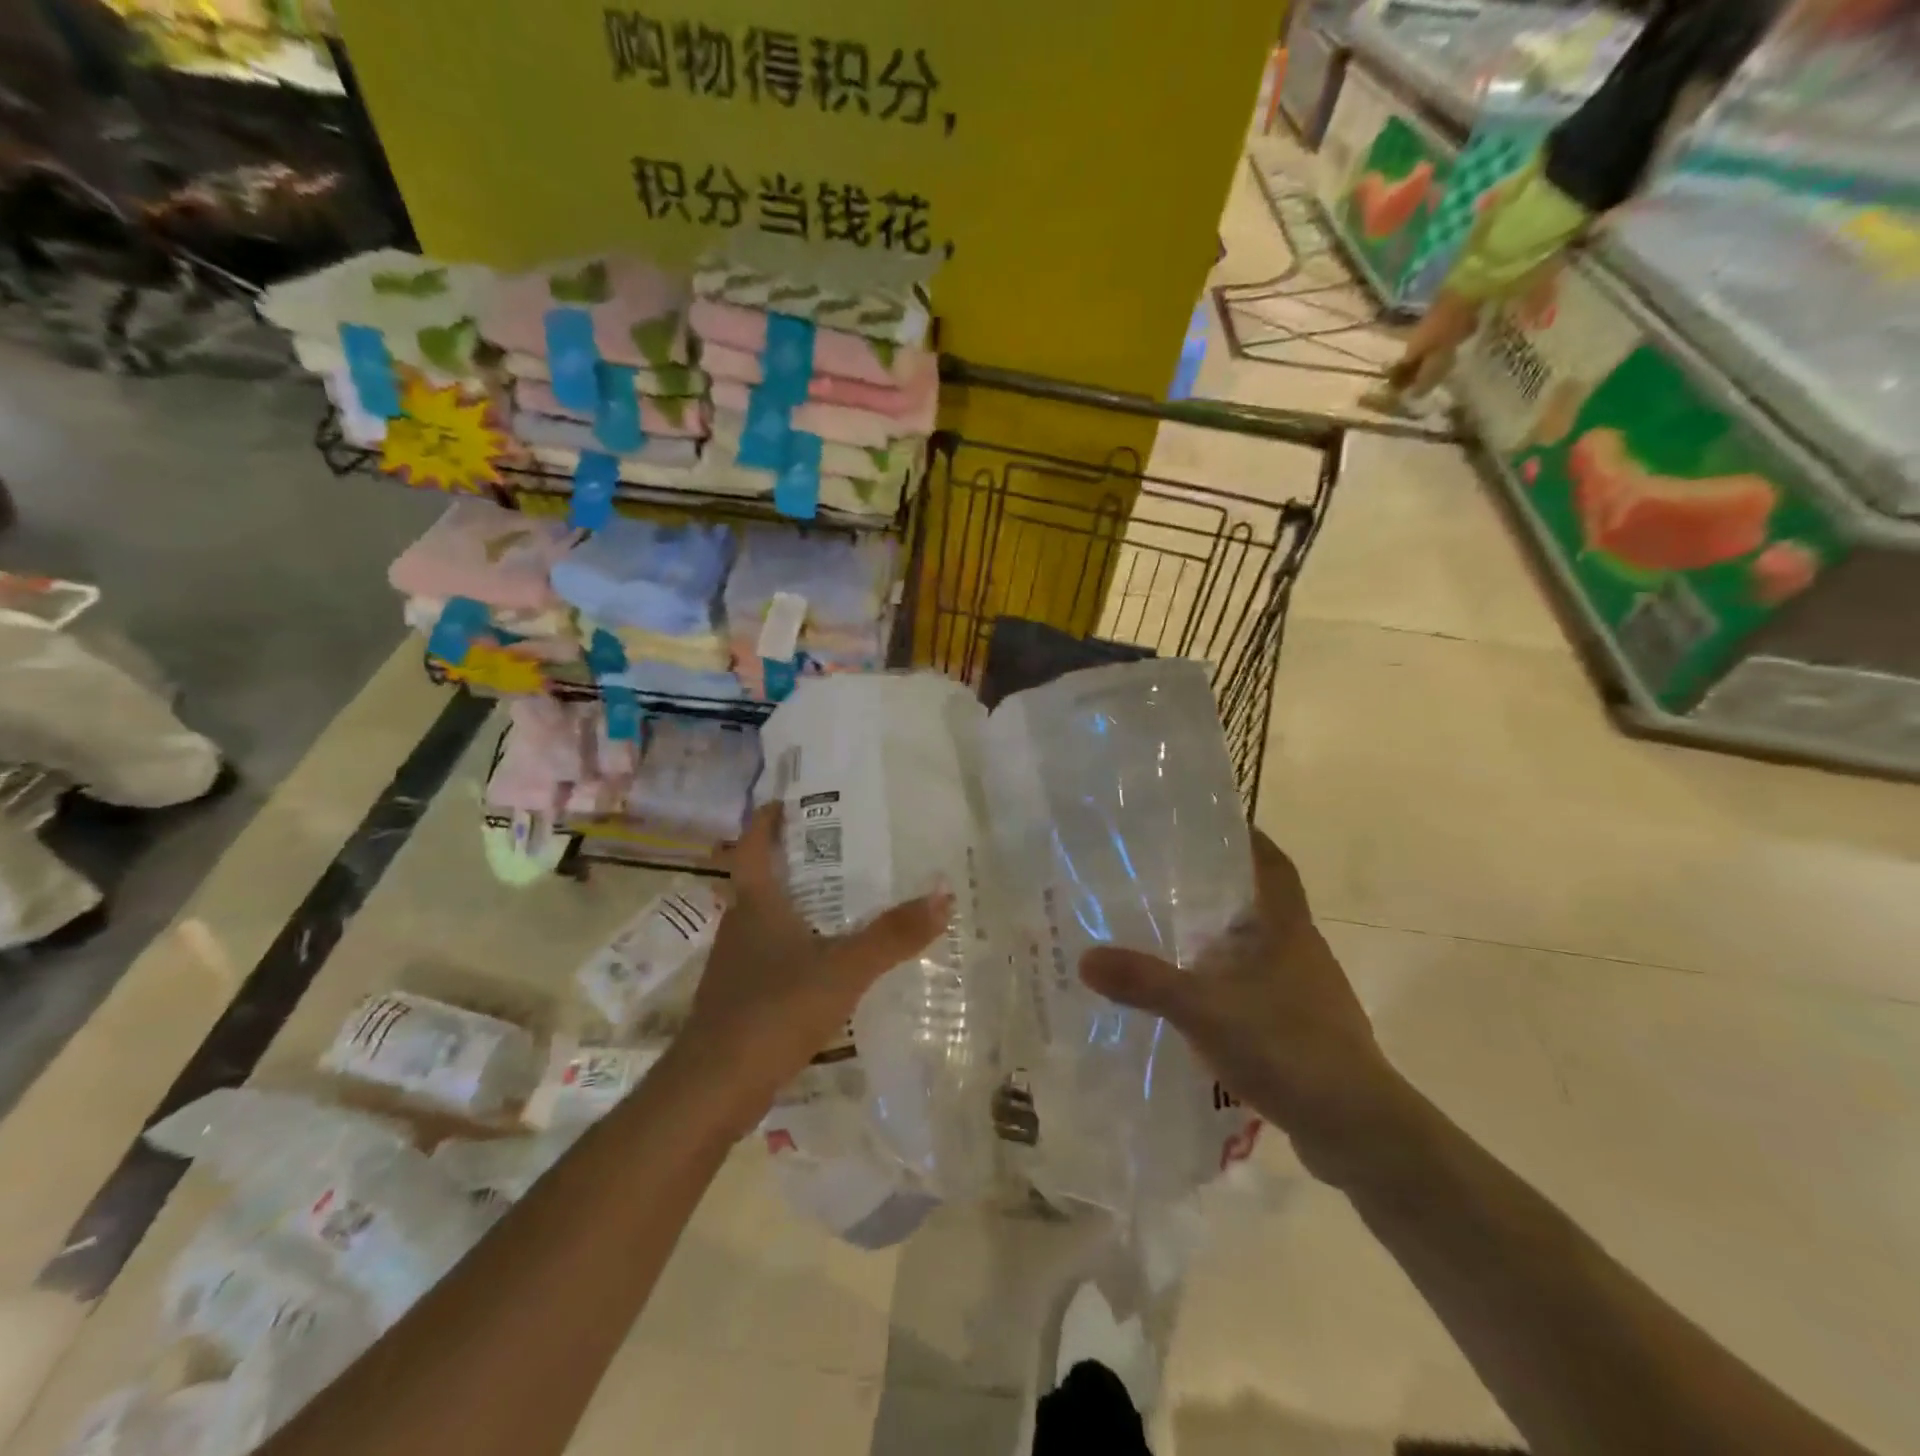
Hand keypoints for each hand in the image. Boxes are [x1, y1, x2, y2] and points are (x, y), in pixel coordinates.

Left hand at [676, 802, 951, 1131]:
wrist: (712, 1090)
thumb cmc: (773, 1011)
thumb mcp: (843, 969)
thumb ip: (893, 935)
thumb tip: (944, 895)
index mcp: (755, 905)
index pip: (754, 846)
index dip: (766, 820)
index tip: (786, 800)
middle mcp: (739, 927)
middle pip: (763, 881)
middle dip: (795, 862)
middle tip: (840, 850)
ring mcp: (735, 967)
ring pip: (768, 923)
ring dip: (797, 908)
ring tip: (842, 904)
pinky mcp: (739, 1002)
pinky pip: (771, 960)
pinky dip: (797, 951)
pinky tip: (826, 967)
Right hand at [1079, 829, 1401, 1184]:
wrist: (1359, 1131)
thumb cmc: (1290, 1049)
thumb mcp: (1207, 1011)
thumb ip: (1147, 983)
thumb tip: (1085, 957)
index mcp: (1287, 929)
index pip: (1273, 863)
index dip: (1248, 837)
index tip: (1210, 822)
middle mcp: (1300, 951)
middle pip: (1261, 902)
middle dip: (1219, 887)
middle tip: (1165, 877)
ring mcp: (1304, 993)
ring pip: (1257, 949)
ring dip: (1221, 939)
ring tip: (1169, 933)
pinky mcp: (1302, 1030)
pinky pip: (1257, 989)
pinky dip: (1227, 984)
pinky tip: (1194, 1000)